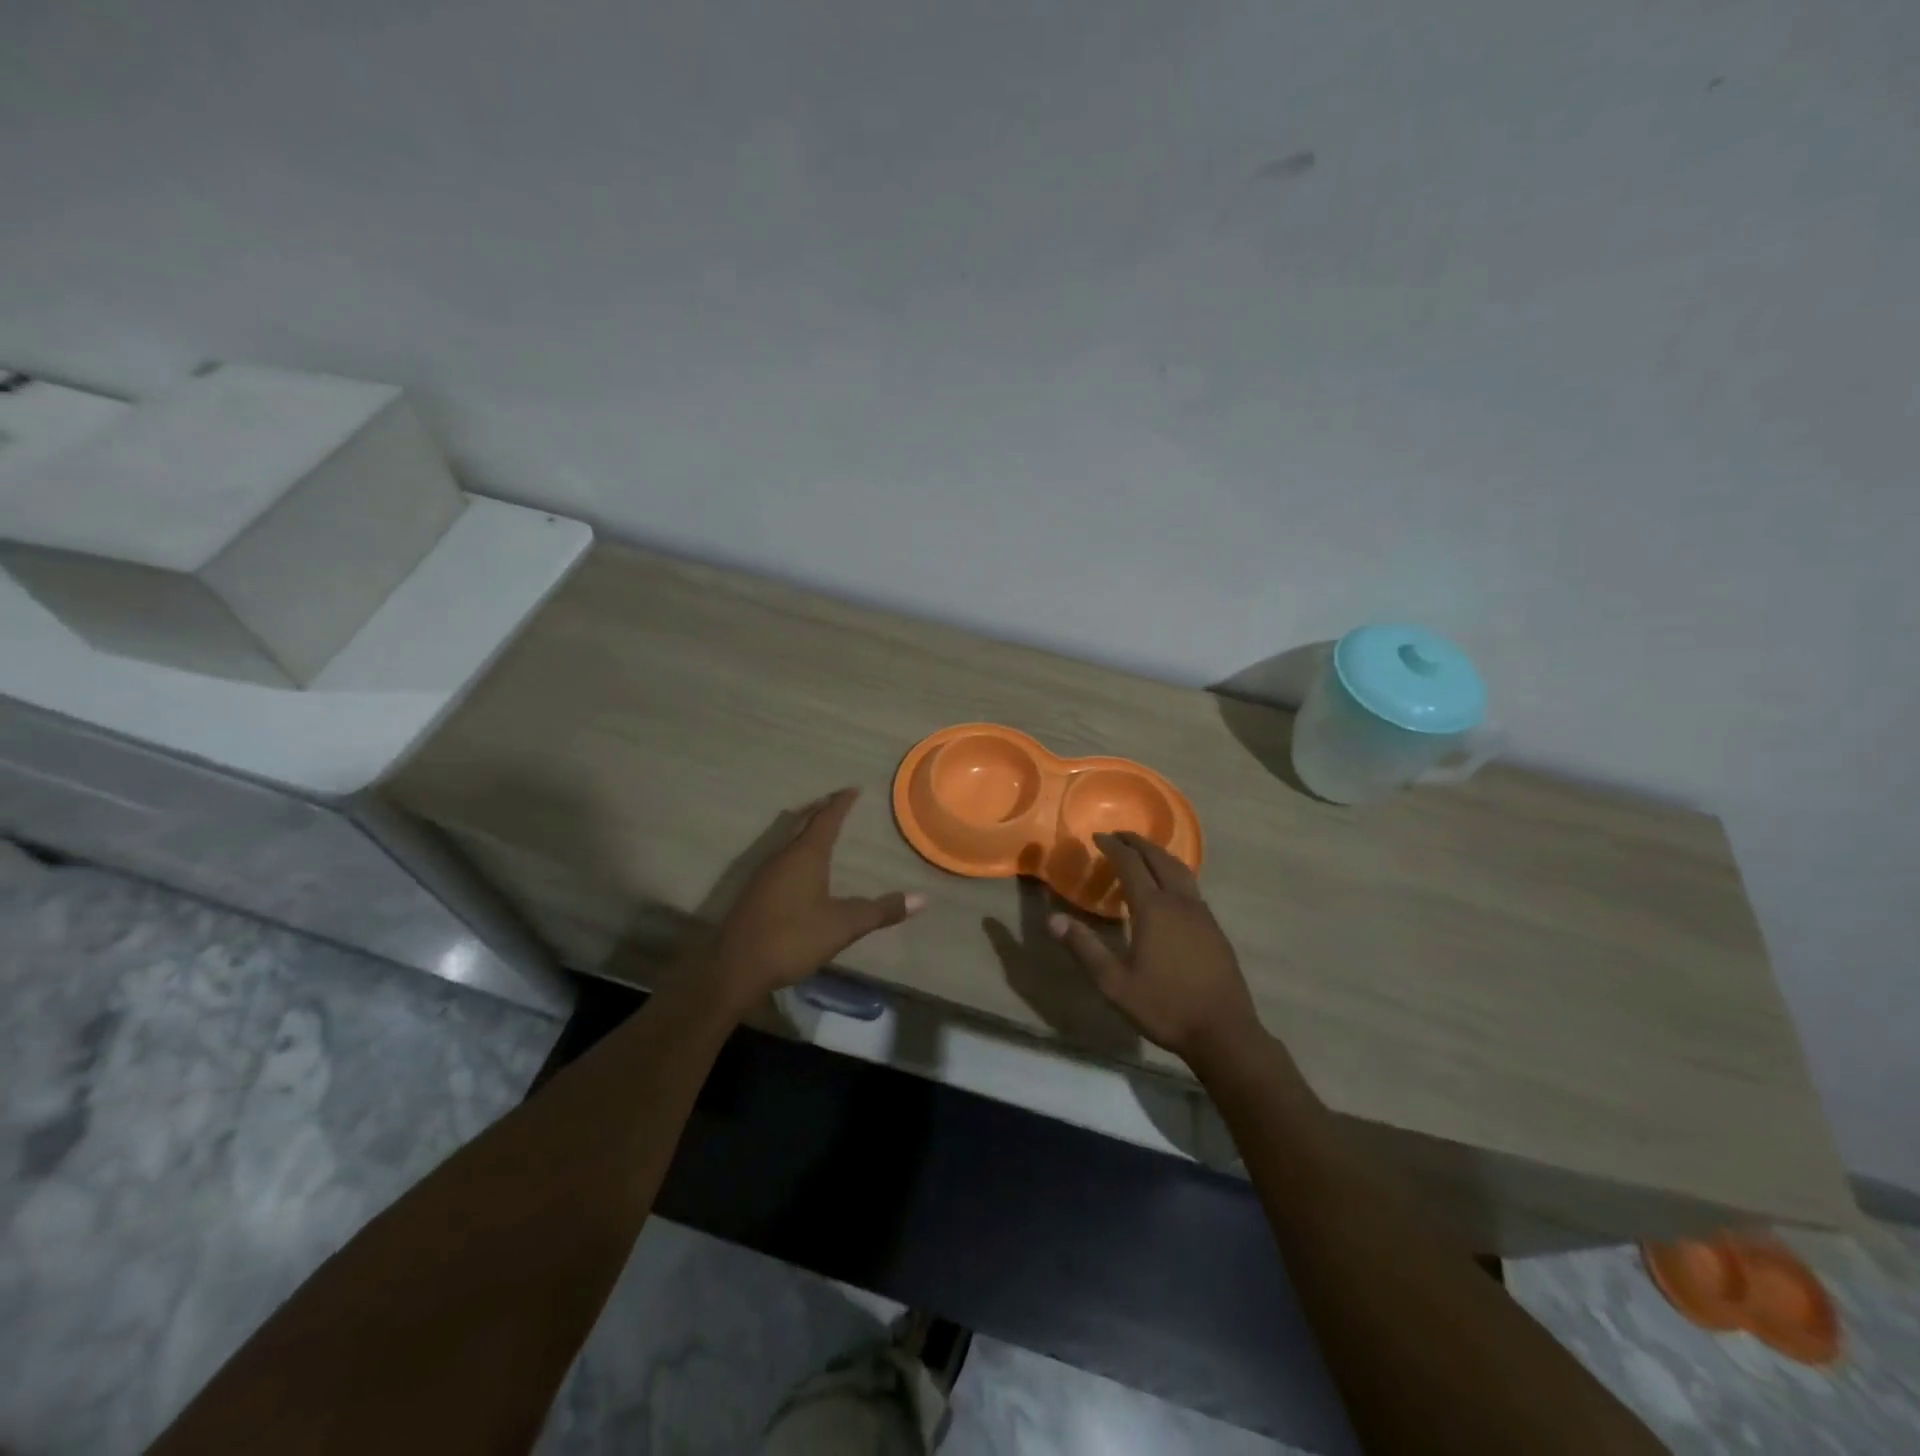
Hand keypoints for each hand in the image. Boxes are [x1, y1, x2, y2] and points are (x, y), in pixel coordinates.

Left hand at [711, 788, 924, 1009]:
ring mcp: (764, 871)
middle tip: (837, 801)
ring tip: (818, 825)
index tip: (853, 789)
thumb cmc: (792, 938)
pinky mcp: (754, 890)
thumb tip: (922, 899)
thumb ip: (881, 911)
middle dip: (820, 809)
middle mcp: (783, 854)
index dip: (841, 803)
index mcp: (806, 854)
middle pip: (802, 820)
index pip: (827, 818)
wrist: (735, 966)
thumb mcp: (843, 926)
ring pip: (787, 836)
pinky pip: (779, 854)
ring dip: (804, 826)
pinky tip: (797, 865)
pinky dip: (793, 846)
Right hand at [1048, 831, 1262, 1068]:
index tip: (1097, 836)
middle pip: (1159, 859)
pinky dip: (1174, 873)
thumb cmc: (1165, 1006)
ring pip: (1181, 870)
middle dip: (1138, 843)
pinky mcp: (1214, 929)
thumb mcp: (1114, 983)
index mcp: (1154, 909)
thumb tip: (1053, 919)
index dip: (1113, 847)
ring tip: (1143, 854)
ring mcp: (1202, 914)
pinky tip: (1168, 890)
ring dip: (1159, 855)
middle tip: (1119, 836)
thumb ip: (1084, 948)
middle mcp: (1180, 902)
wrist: (1224, 1032)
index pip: (1131, 864)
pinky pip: (1191, 887)